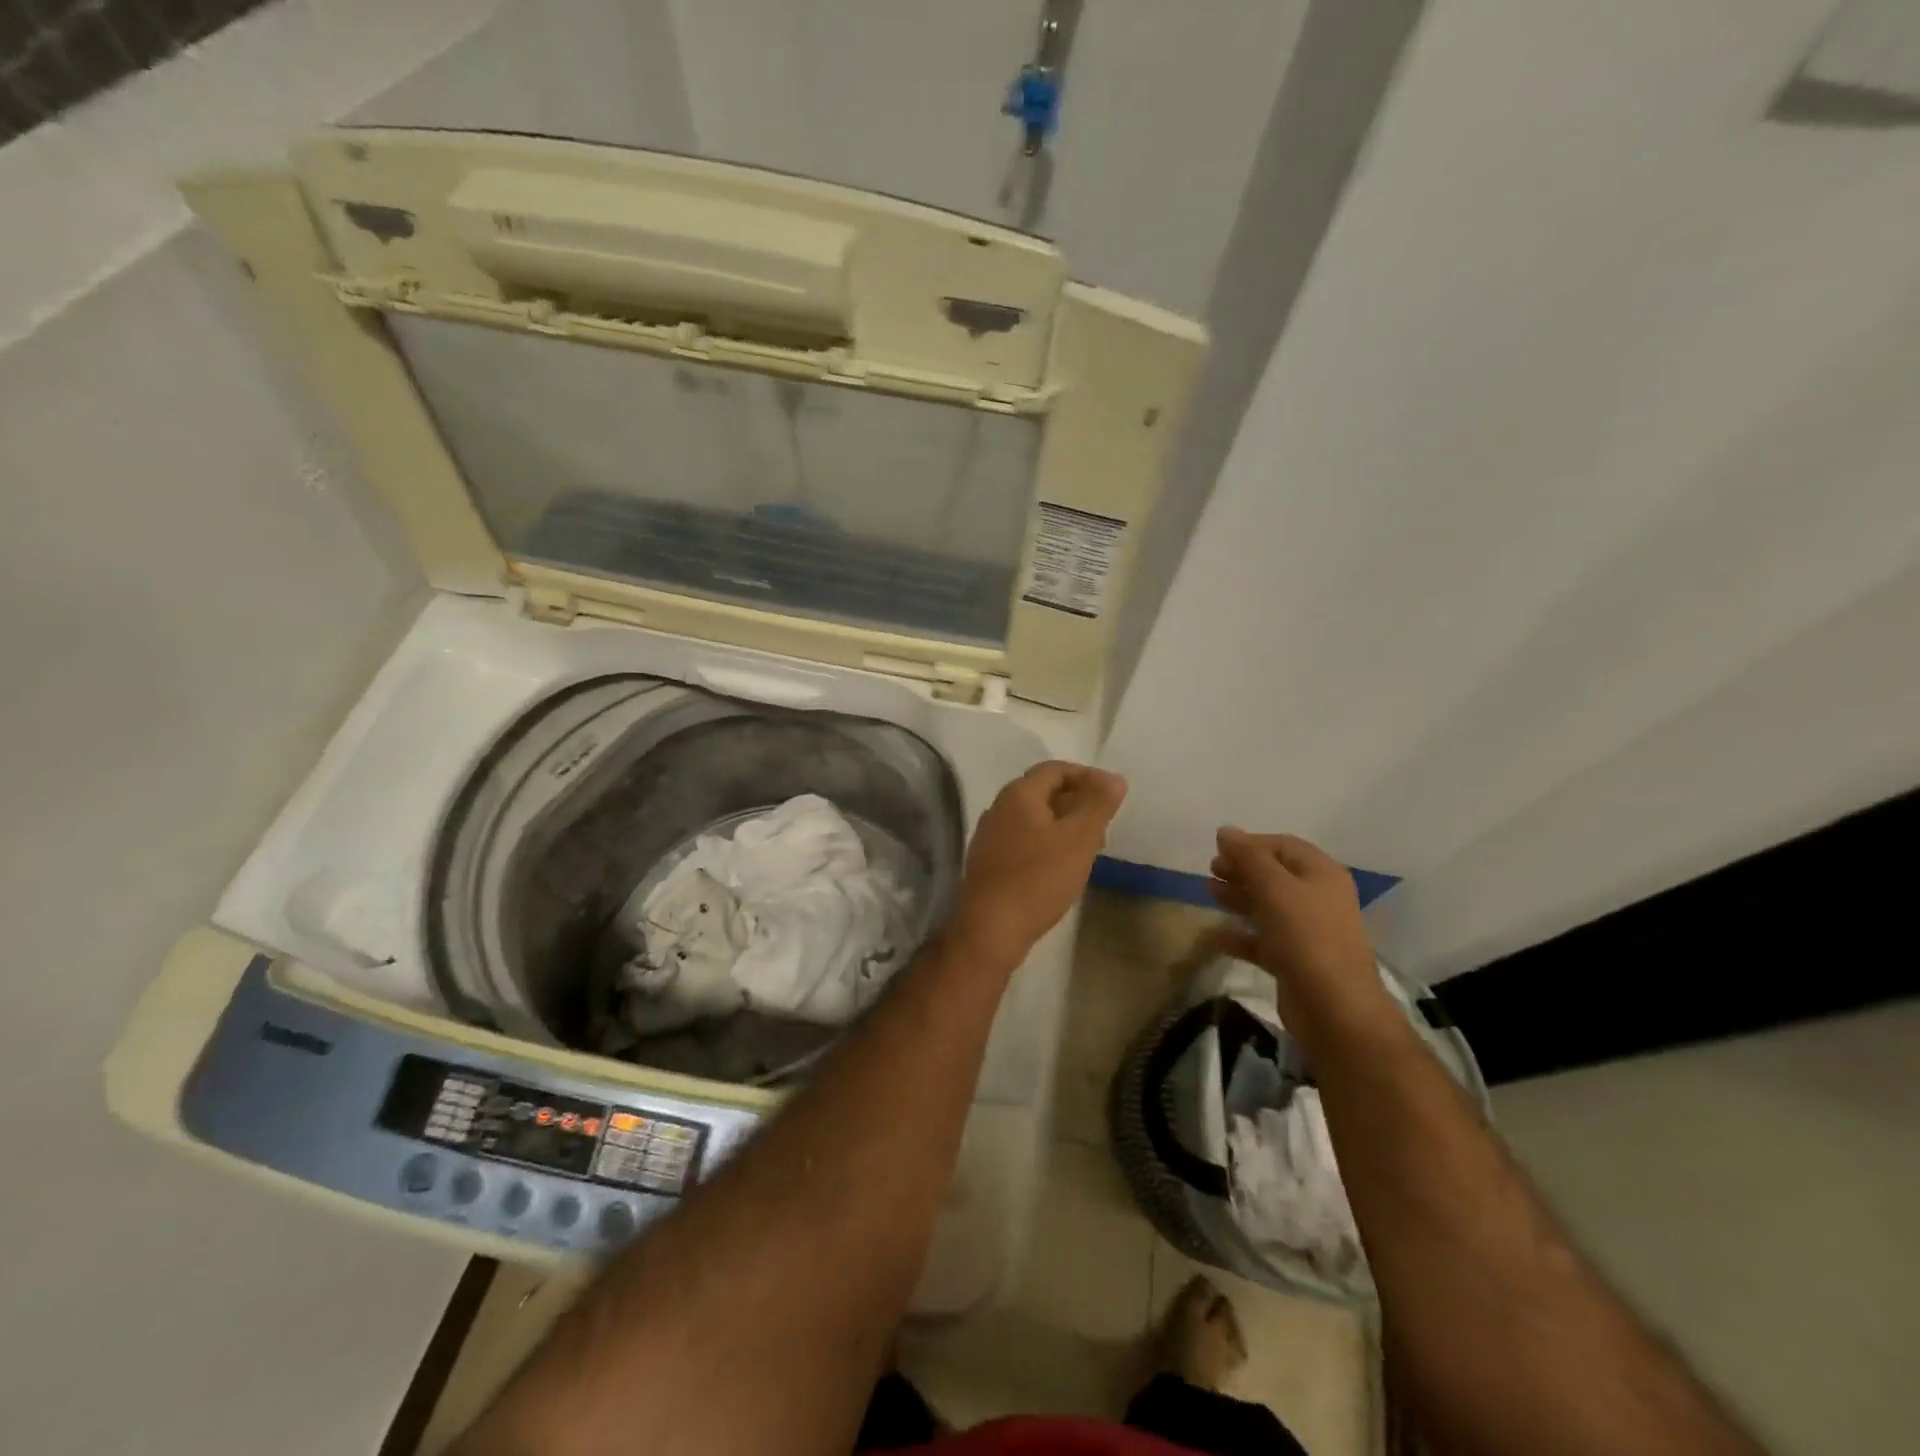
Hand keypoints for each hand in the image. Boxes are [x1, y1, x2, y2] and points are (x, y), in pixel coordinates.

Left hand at [947, 761, 1127, 969]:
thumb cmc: (1038, 879)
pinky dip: (1047, 844)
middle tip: (1104, 824)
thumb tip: (1114, 779)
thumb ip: (1098, 805)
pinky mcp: (989, 861)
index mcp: (1018, 794)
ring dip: (1064, 825)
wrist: (990, 929)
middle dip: (1077, 802)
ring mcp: (990, 835)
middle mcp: (999, 808)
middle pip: (1043, 792)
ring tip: (1089, 848)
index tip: (1112, 796)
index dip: (1087, 776)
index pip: (1056, 769)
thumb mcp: (1078, 840)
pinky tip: (1062, 868)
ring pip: (1034, 819)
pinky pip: (1024, 840)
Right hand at [1209, 828, 1394, 1034]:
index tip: (1217, 849)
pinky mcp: (1294, 961)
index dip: (1250, 843)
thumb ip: (1249, 857)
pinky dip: (1240, 935)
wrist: (1334, 1008)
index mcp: (1321, 874)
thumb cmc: (1307, 937)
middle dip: (1242, 870)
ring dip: (1238, 898)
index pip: (1283, 846)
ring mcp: (1307, 932)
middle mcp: (1317, 898)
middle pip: (1274, 875)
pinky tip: (1216, 936)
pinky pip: (1263, 940)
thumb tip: (1225, 831)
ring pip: (1267, 906)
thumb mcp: (1275, 888)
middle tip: (1211, 870)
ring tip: (1209, 893)